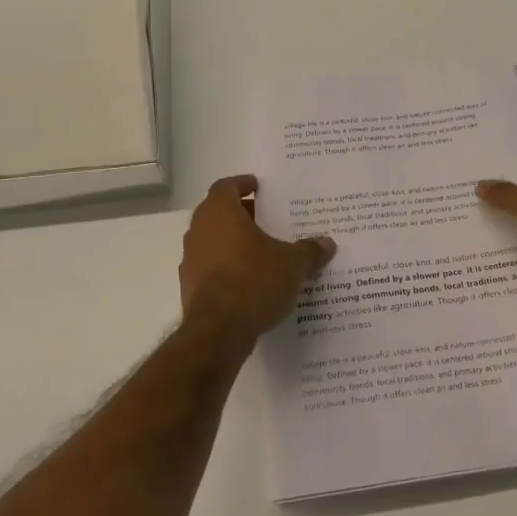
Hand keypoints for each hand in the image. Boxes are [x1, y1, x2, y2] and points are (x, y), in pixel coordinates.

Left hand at [180, 175, 335, 346]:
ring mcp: (190, 260)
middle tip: (269, 219)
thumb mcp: (293, 264)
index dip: (242, 184)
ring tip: (264, 252)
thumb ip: (309, 251)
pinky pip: (211, 267)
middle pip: (219, 213)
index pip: (226, 186)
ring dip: (234, 242)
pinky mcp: (189, 287)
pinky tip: (251, 281)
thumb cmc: (254, 281)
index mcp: (220, 213)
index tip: (258, 187)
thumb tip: (327, 243)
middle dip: (243, 215)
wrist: (219, 331)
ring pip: (213, 241)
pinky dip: (228, 267)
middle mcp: (199, 231)